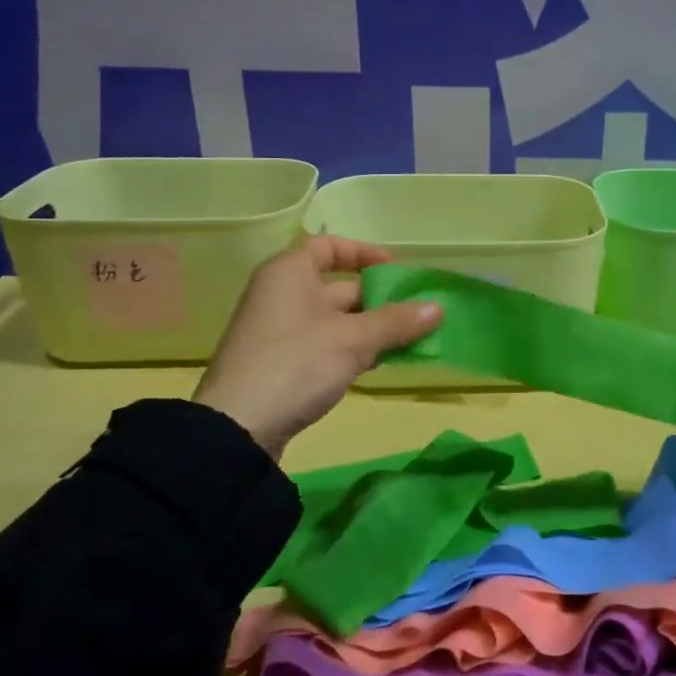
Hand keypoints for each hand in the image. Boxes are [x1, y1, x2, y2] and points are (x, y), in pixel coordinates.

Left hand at [191, 236, 441, 458]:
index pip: (329, 246)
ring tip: (408, 341)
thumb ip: (396, 322)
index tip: (396, 271)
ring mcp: (279, 330)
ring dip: (371, 328)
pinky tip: (378, 364)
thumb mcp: (354, 340)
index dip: (365, 253)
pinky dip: (352, 348)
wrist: (237, 428)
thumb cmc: (296, 365)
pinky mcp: (281, 362)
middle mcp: (281, 294)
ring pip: (335, 319)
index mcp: (290, 273)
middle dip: (379, 300)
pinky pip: (324, 343)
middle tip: (416, 314)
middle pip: (338, 286)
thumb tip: (438, 308)